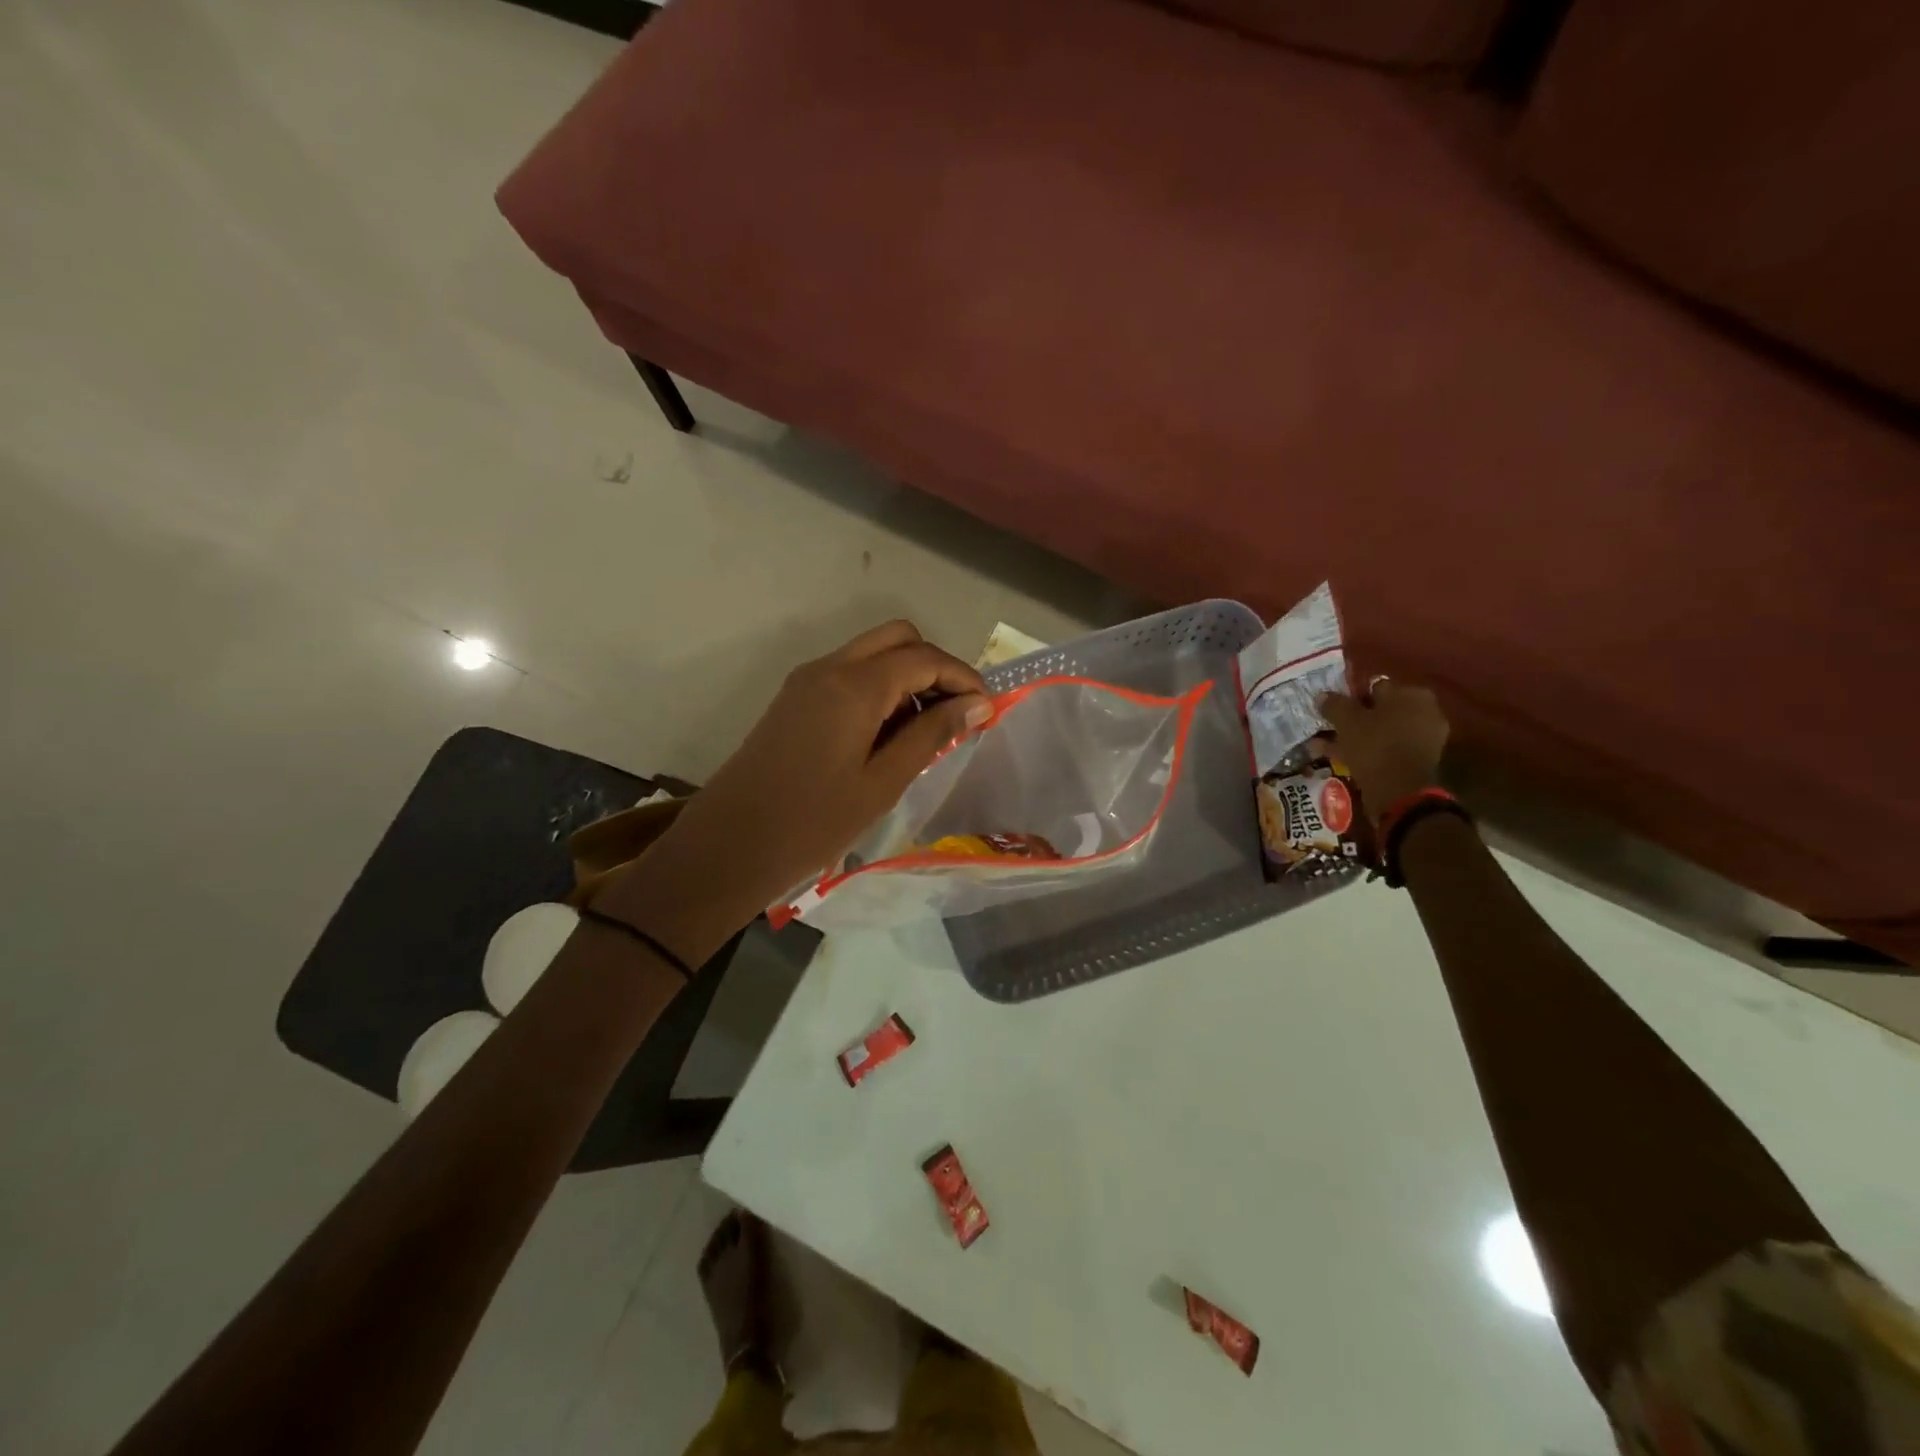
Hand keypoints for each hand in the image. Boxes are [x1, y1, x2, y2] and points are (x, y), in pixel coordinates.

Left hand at [602, 622, 991, 955]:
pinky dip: (879, 688)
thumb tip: (977, 703)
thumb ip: (932, 735)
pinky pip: (849, 674)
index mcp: (854, 685)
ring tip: (925, 731)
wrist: (729, 845)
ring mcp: (807, 680)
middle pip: (898, 638)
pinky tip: (888, 735)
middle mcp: (830, 667)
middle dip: (935, 667)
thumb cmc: (813, 822)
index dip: (963, 678)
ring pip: (872, 652)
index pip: (924, 658)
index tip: (988, 711)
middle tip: (954, 714)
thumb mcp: (883, 782)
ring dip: (907, 676)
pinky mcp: (795, 698)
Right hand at [1318, 678, 1448, 818]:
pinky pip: (1386, 749)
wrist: (1400, 790)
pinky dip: (1366, 751)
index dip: (1350, 697)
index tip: (1332, 709)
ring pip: (1380, 732)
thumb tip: (1322, 695)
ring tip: (1324, 746)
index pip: (1375, 686)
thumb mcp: (1346, 720)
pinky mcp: (1416, 760)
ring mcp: (1423, 737)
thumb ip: (1334, 704)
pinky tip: (1340, 758)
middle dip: (1353, 719)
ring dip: (1354, 737)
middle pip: (1379, 711)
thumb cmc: (1375, 745)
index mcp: (1411, 694)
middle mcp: (1424, 711)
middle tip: (1328, 728)